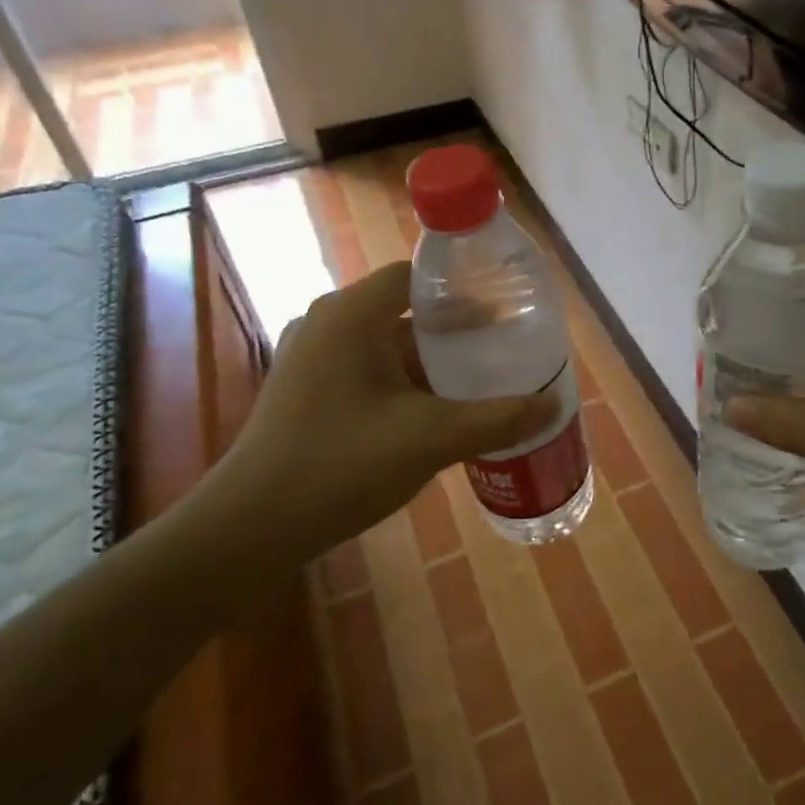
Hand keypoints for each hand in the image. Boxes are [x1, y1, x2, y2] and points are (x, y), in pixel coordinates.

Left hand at [205, 262, 557, 570]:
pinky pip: (369, 374)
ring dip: (432, 364)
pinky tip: (438, 415)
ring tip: (482, 383)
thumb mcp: (430, 439)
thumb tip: (553, 405)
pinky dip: (405, 385)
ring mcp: (313, 360)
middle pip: (405, 311)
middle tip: (505, 349)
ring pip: (387, 347)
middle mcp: (328, 325)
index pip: (415, 276)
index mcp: (351, 315)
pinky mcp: (308, 393)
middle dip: (456, 332)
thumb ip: (497, 419)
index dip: (462, 288)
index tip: (505, 308)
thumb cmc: (340, 465)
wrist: (250, 529)